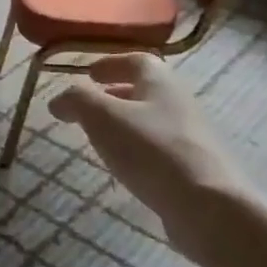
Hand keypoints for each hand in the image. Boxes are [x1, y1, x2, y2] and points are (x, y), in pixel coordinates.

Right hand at [50, 55, 245, 244]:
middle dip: (115, 95)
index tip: (89, 74)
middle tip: (89, 108)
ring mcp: (190, 137)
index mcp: (160, 82)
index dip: (110, 64)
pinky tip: (125, 168)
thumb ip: (78, 100)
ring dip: (126, 124)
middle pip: (145, 91)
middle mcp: (179, 103)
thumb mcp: (103, 117)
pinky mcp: (193, 169)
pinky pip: (159, 150)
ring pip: (152, 121)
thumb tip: (59, 99)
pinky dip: (139, 150)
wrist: (207, 205)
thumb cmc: (151, 150)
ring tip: (101, 139)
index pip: (136, 61)